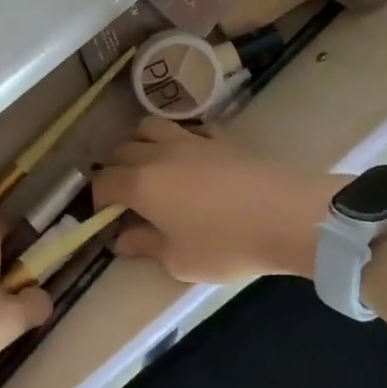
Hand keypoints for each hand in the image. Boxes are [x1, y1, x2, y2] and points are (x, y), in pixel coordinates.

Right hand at [93, 117, 341, 283]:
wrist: (288, 216)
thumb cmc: (227, 244)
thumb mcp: (180, 260)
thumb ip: (145, 246)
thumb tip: (122, 240)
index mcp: (140, 185)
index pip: (103, 182)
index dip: (98, 200)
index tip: (107, 218)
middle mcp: (157, 155)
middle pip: (121, 151)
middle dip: (115, 171)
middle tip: (128, 196)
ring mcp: (189, 140)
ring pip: (149, 127)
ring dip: (141, 144)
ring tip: (152, 167)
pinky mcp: (219, 137)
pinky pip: (188, 129)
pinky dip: (179, 139)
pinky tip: (191, 158)